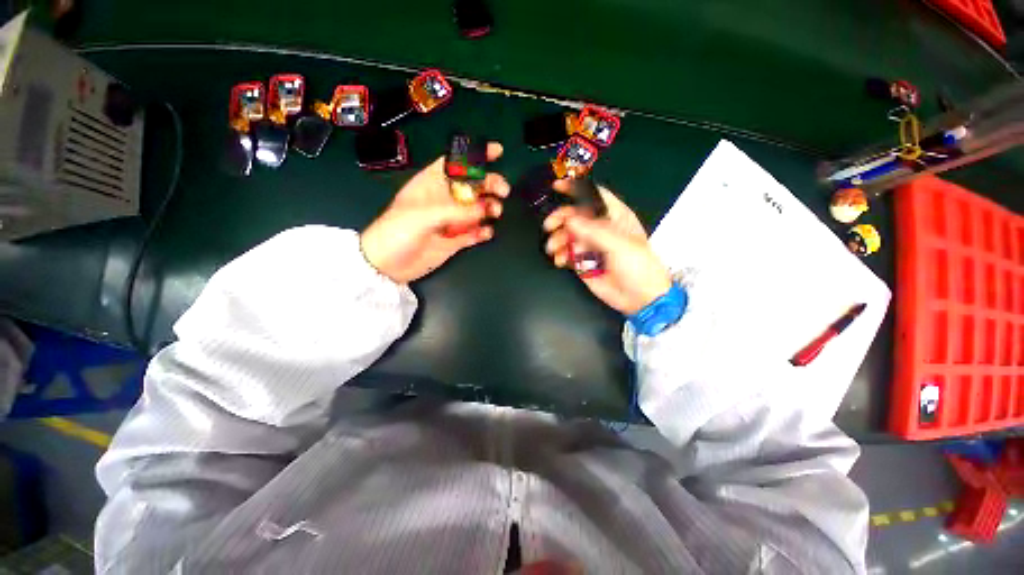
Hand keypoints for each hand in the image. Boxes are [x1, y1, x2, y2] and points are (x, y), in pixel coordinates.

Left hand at [360, 143, 509, 283]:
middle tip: (503, 190)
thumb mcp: (423, 215)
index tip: (496, 152)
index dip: (475, 155)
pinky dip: (483, 231)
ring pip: (477, 209)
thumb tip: (484, 209)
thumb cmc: (397, 231)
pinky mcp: (454, 240)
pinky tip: (486, 232)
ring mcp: (450, 221)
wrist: (387, 264)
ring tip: (495, 213)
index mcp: (431, 184)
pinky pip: (474, 233)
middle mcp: (444, 200)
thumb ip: (456, 211)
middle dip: (489, 183)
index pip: (456, 162)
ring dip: (489, 208)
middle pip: (472, 185)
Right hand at [543, 182, 670, 314]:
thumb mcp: (620, 245)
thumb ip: (594, 231)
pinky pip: (566, 253)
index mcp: (614, 217)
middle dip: (560, 219)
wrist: (639, 298)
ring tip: (554, 250)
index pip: (593, 196)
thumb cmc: (638, 266)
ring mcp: (590, 245)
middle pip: (575, 215)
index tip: (557, 186)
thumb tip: (569, 220)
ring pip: (567, 235)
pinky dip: (560, 255)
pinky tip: (560, 261)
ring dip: (558, 240)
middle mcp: (600, 228)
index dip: (576, 189)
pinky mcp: (582, 262)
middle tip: (549, 226)